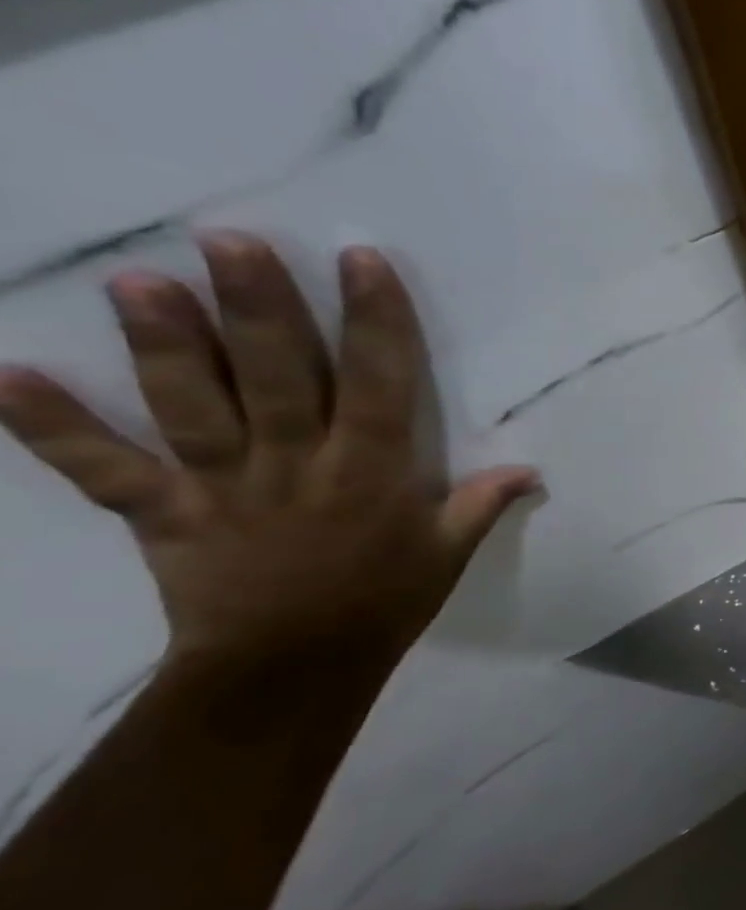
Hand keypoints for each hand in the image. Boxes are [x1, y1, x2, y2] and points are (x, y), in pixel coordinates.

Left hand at [0, 234, 538, 667]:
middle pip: (278, 379)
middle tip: (230, 241)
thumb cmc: (383, 602)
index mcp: (371, 474)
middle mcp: (297, 467)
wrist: (292, 668)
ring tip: (139, 282)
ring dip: (166, 347)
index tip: (362, 261)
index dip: (375, 322)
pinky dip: (53, 429)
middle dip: (259, 310)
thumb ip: (481, 505)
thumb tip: (530, 471)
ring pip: (193, 408)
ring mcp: (223, 488)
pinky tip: (9, 376)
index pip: (379, 385)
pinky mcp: (161, 514)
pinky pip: (103, 470)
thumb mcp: (447, 554)